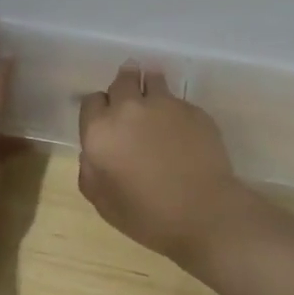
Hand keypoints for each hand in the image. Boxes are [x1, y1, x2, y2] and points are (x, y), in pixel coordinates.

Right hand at [77, 63, 250, 263]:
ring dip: (150, 87)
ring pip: (152, 79)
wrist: (204, 213)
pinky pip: (178, 100)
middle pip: (122, 80)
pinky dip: (175, 110)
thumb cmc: (147, 215)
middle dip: (124, 87)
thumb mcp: (103, 202)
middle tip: (131, 103)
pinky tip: (182, 131)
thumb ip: (89, 170)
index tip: (106, 122)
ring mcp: (164, 104)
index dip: (98, 110)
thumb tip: (92, 152)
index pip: (92, 101)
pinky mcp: (193, 109)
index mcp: (100, 131)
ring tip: (156, 105)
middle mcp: (129, 108)